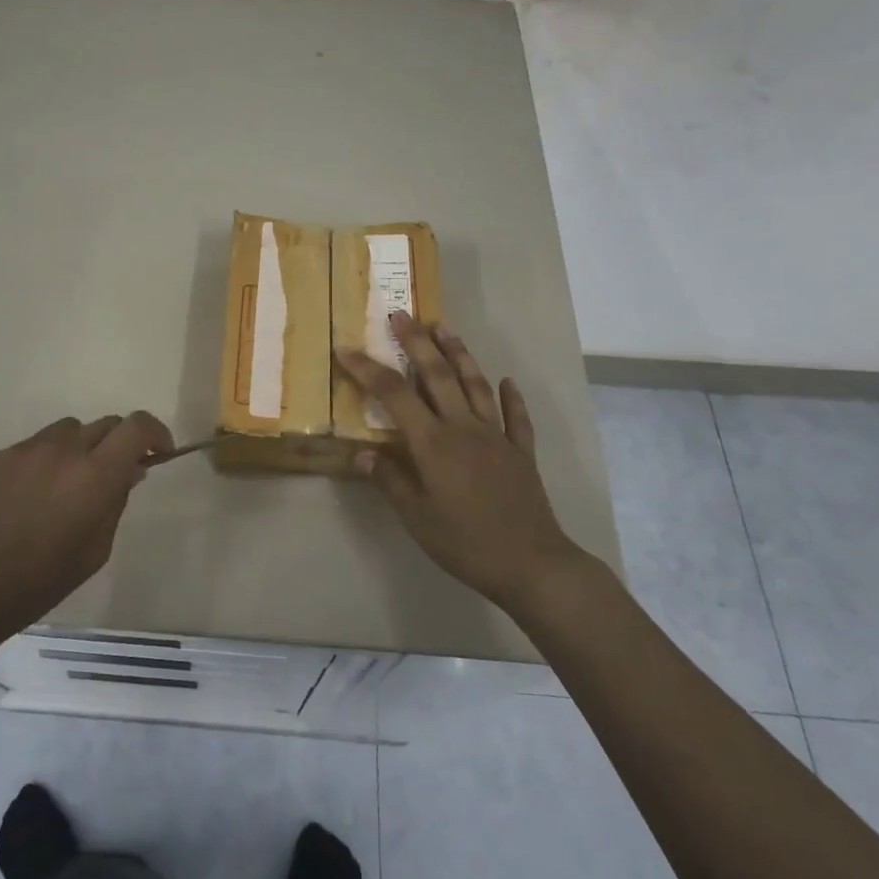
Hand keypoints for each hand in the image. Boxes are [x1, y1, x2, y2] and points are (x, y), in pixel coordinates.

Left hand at [0, 412, 173, 646]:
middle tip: (114, 473)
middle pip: (104, 424)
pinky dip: (44, 461)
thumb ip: (117, 501)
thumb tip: (130, 469)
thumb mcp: (97, 549)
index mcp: (94, 475)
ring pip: (67, 430)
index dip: (155, 433)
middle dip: (118, 443)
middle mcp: (63, 450)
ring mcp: (25, 449)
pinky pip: (33, 446)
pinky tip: (30, 496)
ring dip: (80, 448)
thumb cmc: (43, 580)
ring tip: (68, 483)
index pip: (137, 427)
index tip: (158, 452)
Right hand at [337, 315, 585, 614]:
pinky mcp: (520, 452)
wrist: (532, 564)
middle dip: (417, 342)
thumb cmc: (465, 542)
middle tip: (401, 314)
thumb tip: (361, 453)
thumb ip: (389, 480)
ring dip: (459, 353)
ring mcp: (496, 436)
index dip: (368, 369)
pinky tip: (506, 382)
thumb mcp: (416, 518)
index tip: (346, 349)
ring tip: (444, 326)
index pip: (393, 395)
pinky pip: (515, 417)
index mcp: (433, 443)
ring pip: (475, 384)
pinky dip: (510, 397)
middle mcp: (464, 428)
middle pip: (438, 375)